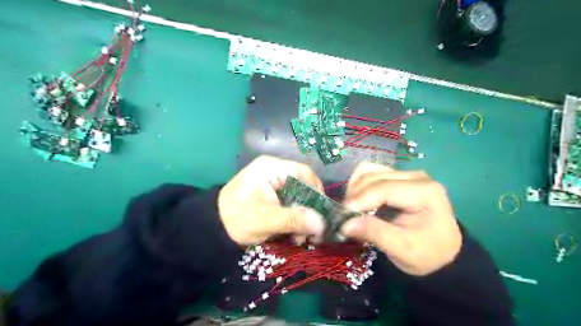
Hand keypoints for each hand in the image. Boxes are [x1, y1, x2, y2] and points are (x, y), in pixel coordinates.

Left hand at [218, 155, 325, 243]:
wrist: (214, 227)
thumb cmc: (236, 219)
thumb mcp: (265, 220)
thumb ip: (293, 219)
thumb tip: (321, 223)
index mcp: (271, 168)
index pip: (303, 172)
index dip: (316, 190)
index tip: (321, 212)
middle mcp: (274, 171)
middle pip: (303, 185)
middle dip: (309, 210)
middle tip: (313, 232)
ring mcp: (273, 182)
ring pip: (299, 196)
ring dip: (302, 217)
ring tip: (300, 238)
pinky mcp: (272, 194)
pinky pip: (291, 202)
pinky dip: (295, 218)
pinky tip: (294, 234)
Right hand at [342, 163, 463, 274]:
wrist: (444, 252)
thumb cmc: (428, 253)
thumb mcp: (403, 250)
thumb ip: (374, 233)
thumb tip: (344, 224)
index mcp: (424, 191)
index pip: (382, 189)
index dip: (358, 201)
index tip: (340, 218)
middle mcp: (416, 176)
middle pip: (373, 178)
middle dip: (354, 197)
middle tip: (343, 218)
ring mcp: (407, 174)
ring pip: (369, 172)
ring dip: (355, 190)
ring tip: (351, 210)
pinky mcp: (399, 177)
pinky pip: (371, 173)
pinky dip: (359, 185)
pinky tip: (358, 201)